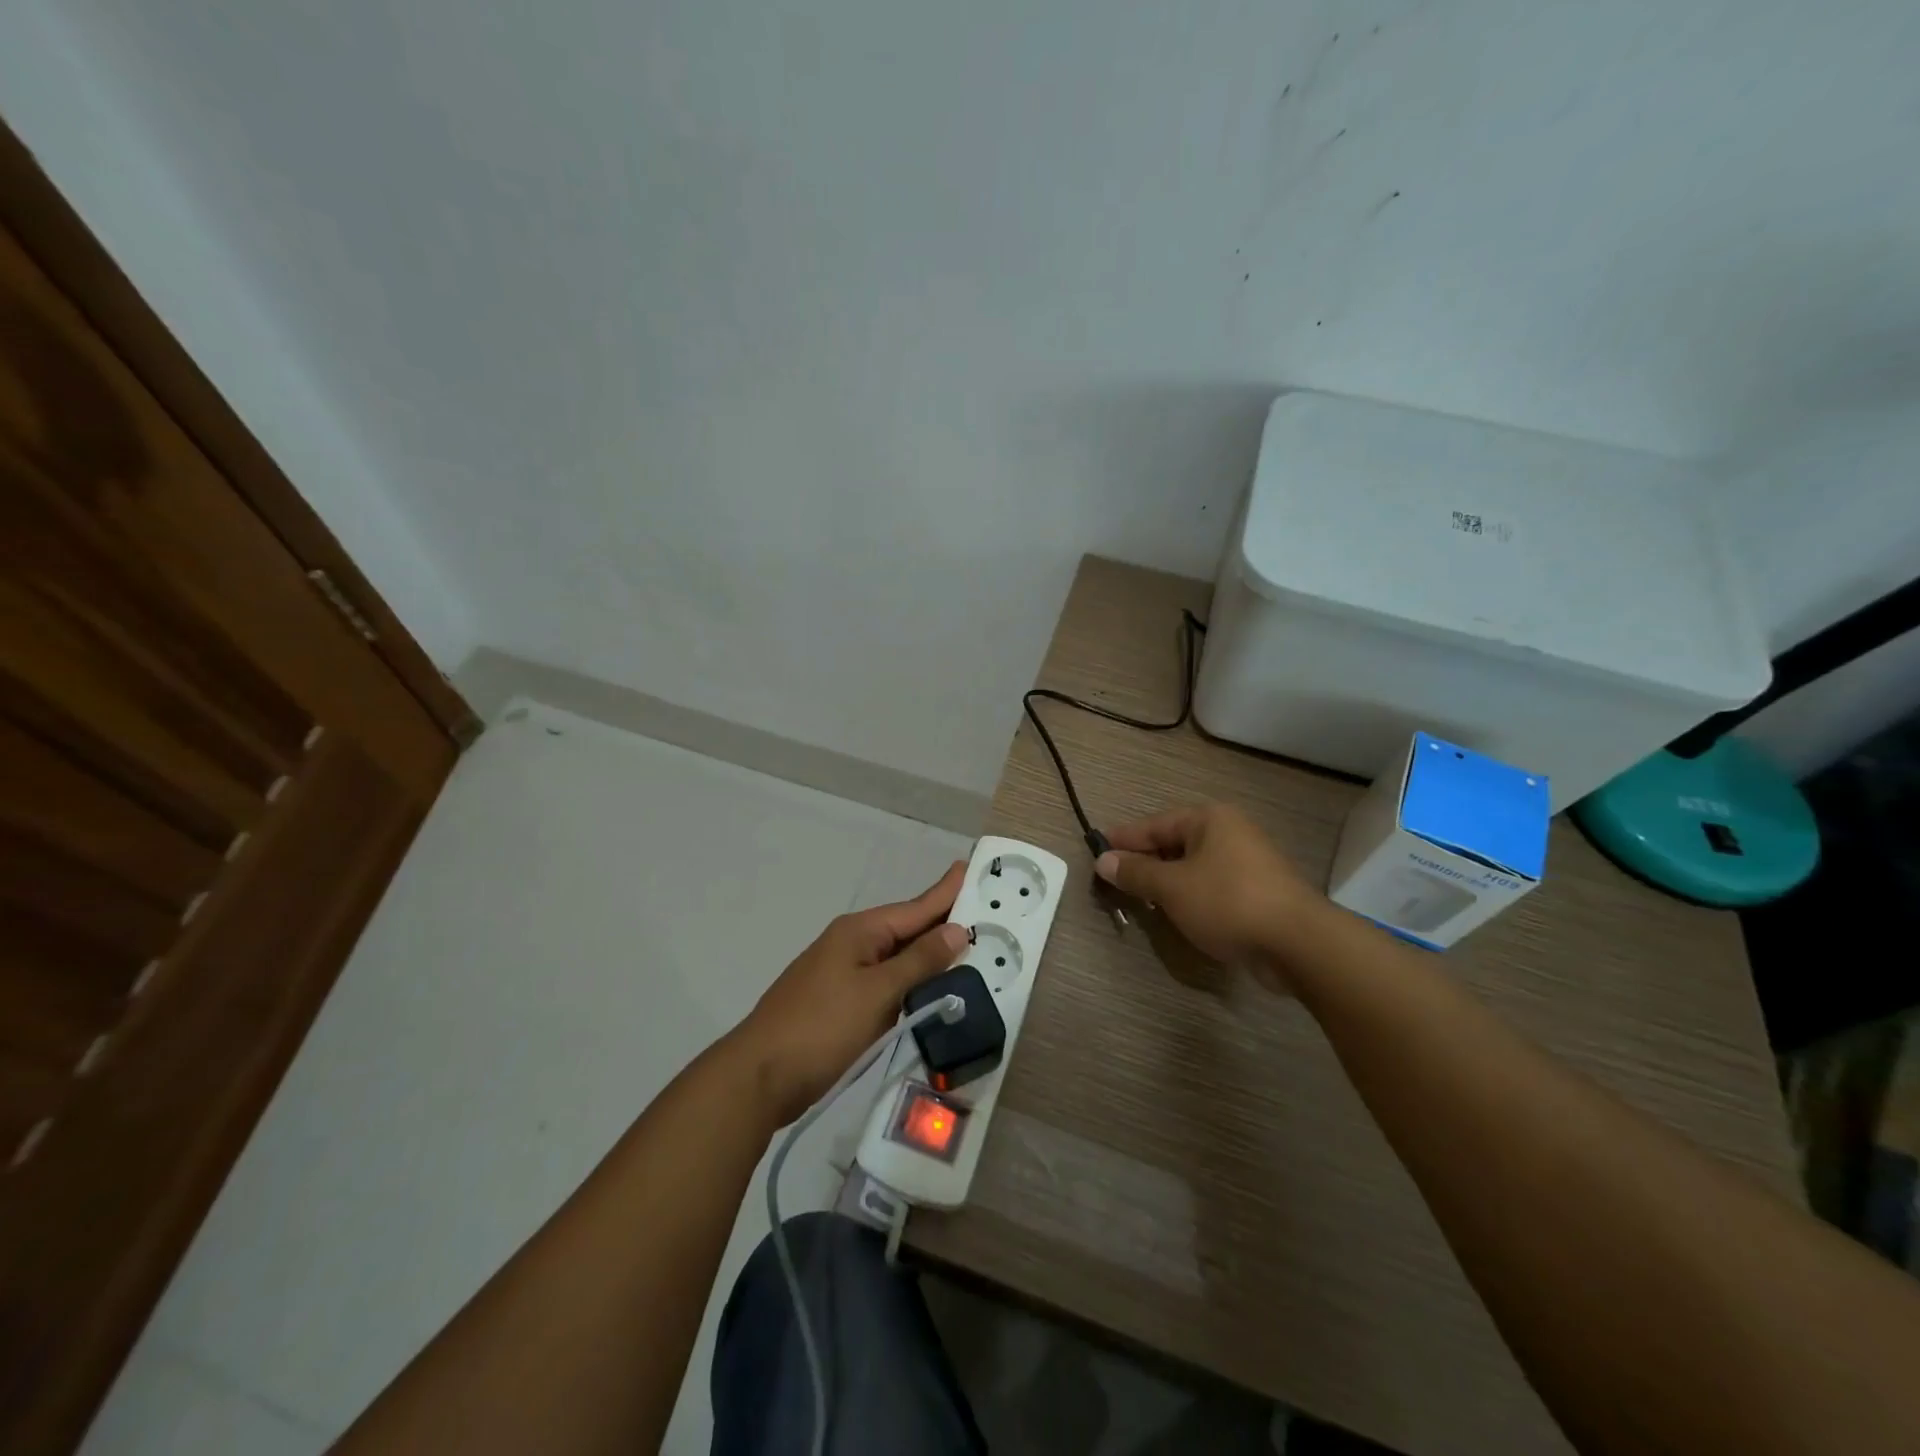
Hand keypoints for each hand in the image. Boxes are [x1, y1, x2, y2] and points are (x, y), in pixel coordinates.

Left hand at [730, 862, 968, 1125]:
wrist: (760, 1076)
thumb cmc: (821, 1027)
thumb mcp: (877, 992)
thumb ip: (919, 961)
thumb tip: (956, 929)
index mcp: (860, 931)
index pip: (916, 907)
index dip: (946, 891)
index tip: (971, 867)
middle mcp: (853, 944)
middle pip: (907, 929)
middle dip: (944, 923)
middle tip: (986, 914)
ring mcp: (844, 974)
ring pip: (898, 958)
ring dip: (930, 957)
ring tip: (969, 949)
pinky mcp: (841, 1002)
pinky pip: (887, 983)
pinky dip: (912, 983)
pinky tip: (932, 990)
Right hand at [1095, 803, 1319, 990]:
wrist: (1299, 943)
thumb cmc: (1228, 902)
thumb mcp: (1172, 888)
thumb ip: (1136, 873)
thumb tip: (1104, 860)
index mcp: (1210, 819)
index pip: (1155, 824)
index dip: (1124, 839)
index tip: (1097, 849)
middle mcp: (1231, 832)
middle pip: (1175, 842)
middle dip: (1145, 861)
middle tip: (1116, 877)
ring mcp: (1249, 862)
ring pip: (1194, 866)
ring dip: (1167, 881)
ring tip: (1141, 898)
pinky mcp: (1259, 892)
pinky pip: (1213, 885)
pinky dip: (1191, 895)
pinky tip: (1177, 913)